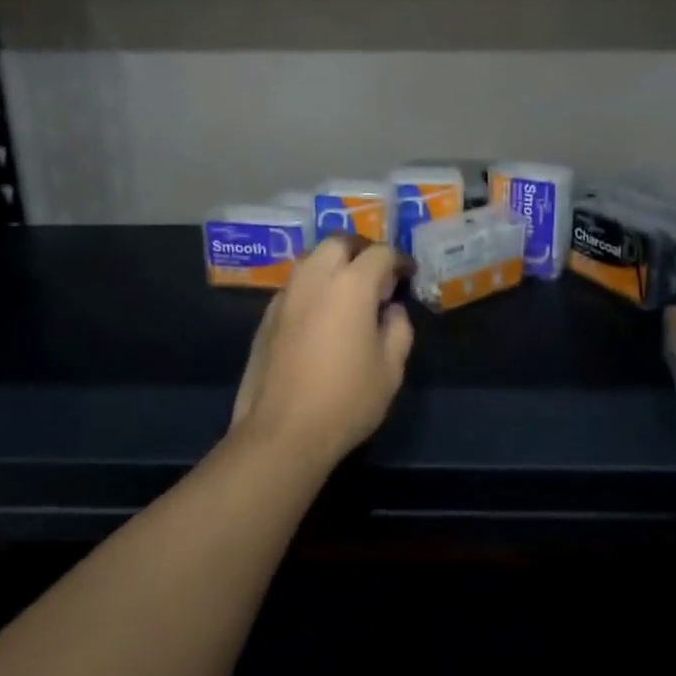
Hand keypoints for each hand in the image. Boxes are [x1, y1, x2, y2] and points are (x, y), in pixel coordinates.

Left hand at [229, 234, 414, 466]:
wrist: (281, 432)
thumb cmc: (346, 400)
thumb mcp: (391, 369)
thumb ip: (398, 329)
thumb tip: (392, 310)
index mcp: (351, 285)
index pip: (380, 253)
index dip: (399, 260)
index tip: (408, 275)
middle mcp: (315, 278)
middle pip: (339, 243)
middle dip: (362, 251)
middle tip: (377, 274)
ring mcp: (286, 295)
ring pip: (312, 260)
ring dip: (334, 265)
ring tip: (349, 292)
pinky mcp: (266, 316)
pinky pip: (296, 286)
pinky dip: (314, 287)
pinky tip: (322, 315)